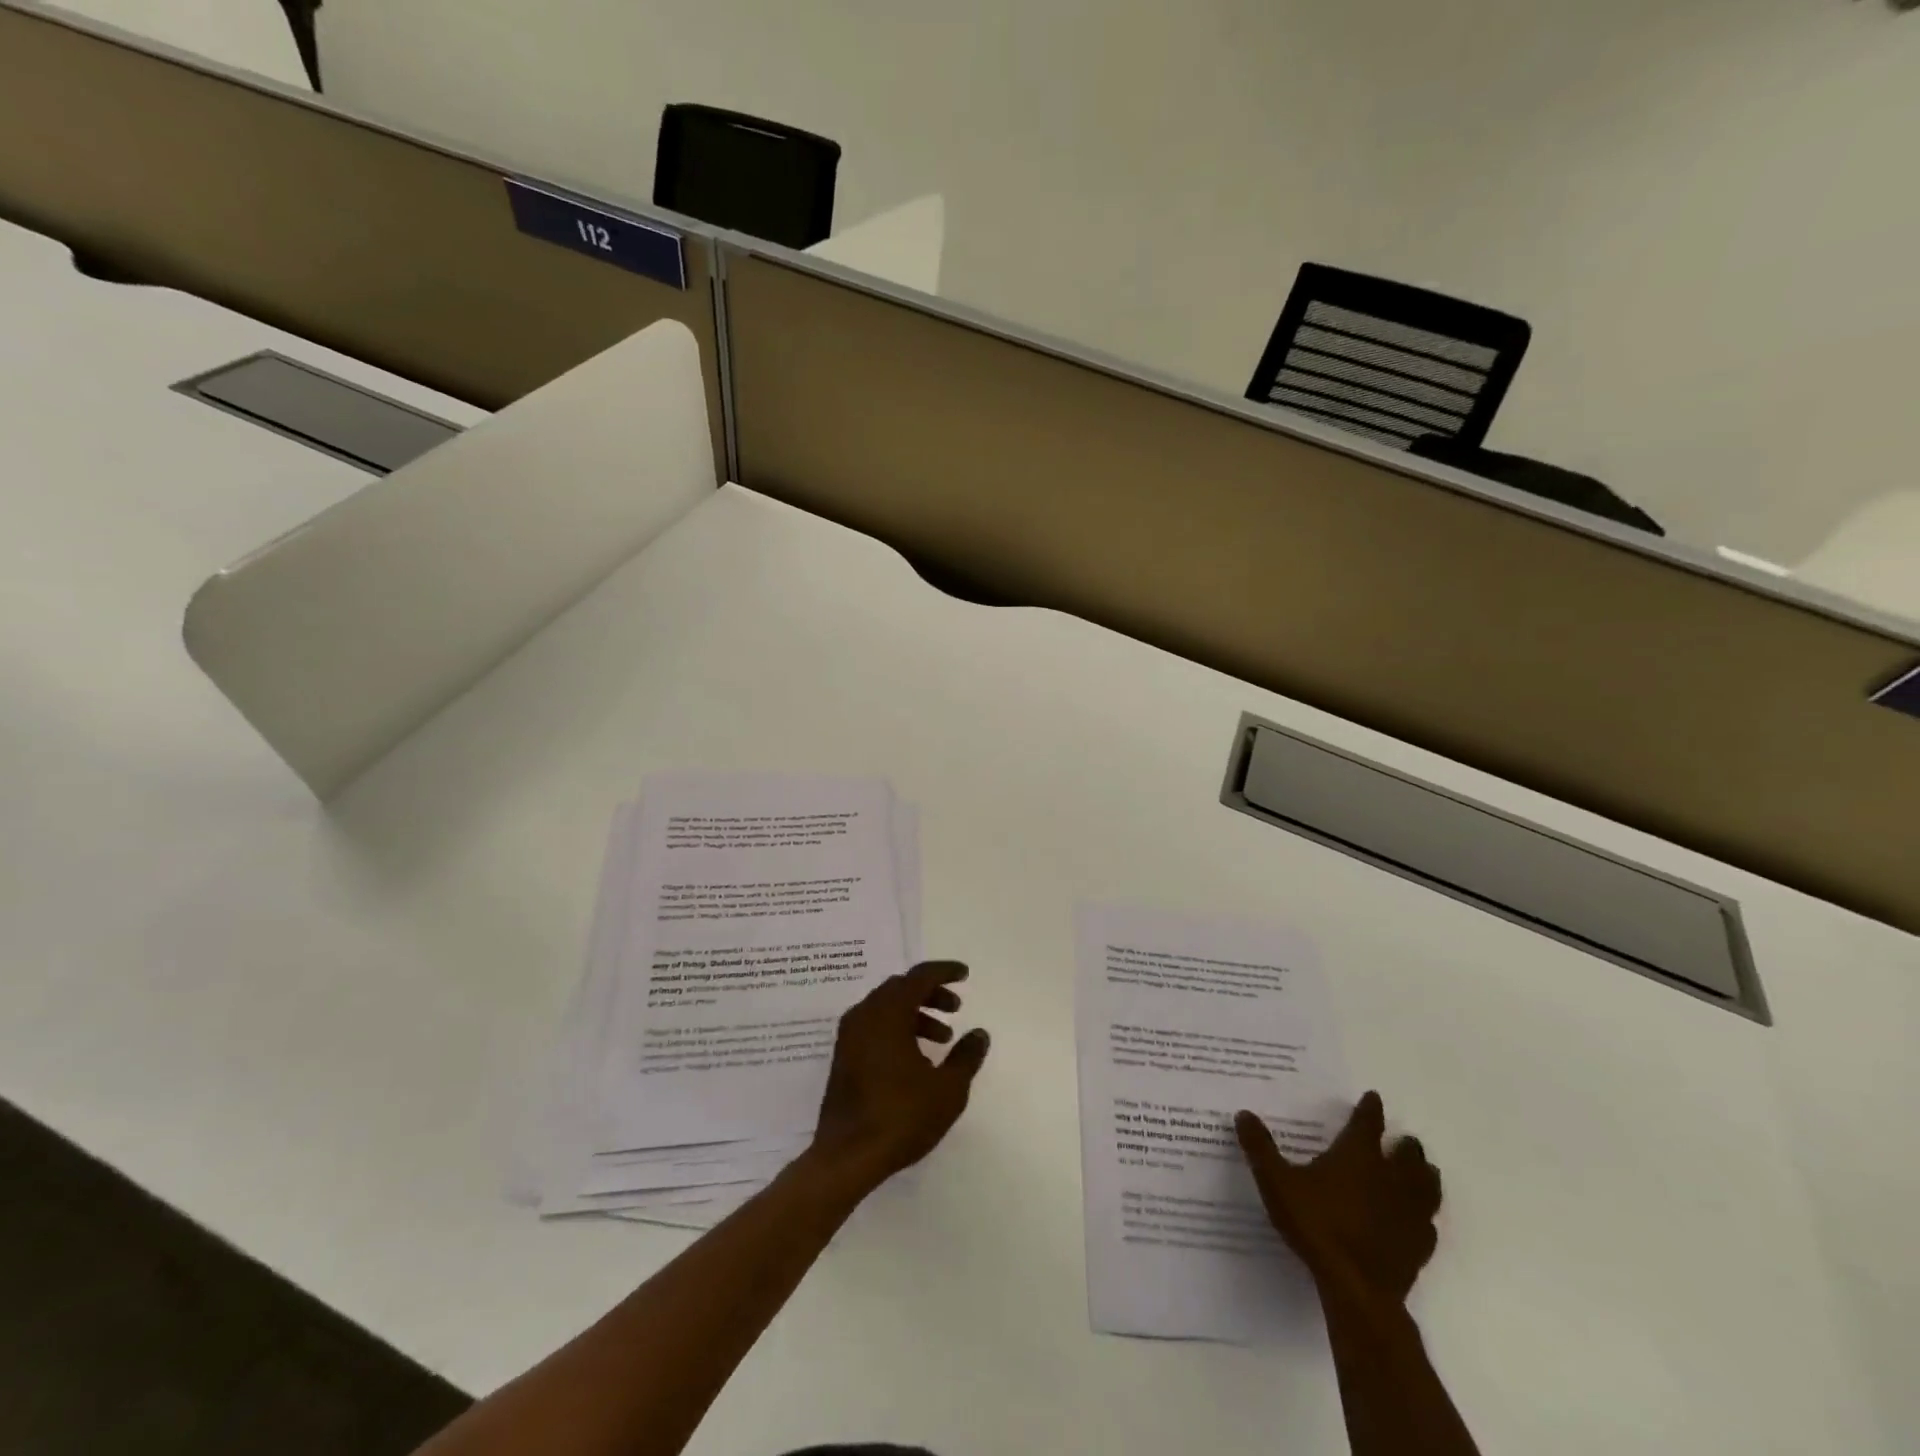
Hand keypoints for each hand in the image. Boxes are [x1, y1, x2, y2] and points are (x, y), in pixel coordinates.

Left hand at [811, 961, 990, 1182]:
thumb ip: (966, 1056)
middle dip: (931, 993)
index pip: (919, 976)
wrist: (847, 1157)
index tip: (964, 975)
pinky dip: (897, 1028)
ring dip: (916, 1013)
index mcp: (888, 1013)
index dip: (944, 972)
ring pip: (887, 1007)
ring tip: (942, 1038)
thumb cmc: (901, 1116)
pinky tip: (916, 1057)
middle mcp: (864, 1015)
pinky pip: (874, 1025)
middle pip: (901, 988)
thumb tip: (979, 1034)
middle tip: (956, 1008)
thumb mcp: (947, 1089)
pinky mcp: (843, 1057)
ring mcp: (849, 1036)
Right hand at [1236, 1092, 1441, 1304]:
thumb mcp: (1276, 1182)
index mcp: (1358, 1156)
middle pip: (1407, 1154)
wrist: (1357, 1288)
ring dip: (1424, 1175)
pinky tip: (1418, 1220)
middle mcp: (1390, 1177)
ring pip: (1427, 1186)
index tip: (1374, 1097)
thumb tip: (1244, 1113)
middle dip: (1404, 1145)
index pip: (1368, 1123)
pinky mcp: (1419, 1245)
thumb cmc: (1316, 1225)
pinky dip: (1424, 1216)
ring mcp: (1410, 1213)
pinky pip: (1428, 1224)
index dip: (1370, 1108)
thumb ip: (1260, 1148)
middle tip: (1402, 1140)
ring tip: (1422, 1171)